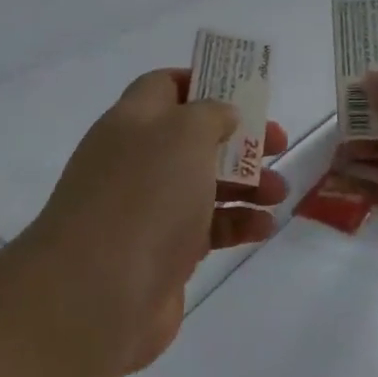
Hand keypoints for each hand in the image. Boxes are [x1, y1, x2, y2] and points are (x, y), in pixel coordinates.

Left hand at [18, 69, 288, 372]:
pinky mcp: (161, 253)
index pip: (164, 86)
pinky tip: (264, 228)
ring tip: (279, 193)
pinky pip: (205, 227)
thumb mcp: (184, 135)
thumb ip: (210, 114)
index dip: (203, 83)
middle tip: (277, 145)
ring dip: (245, 183)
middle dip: (238, 139)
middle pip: (192, 137)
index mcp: (132, 121)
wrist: (98, 294)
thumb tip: (221, 115)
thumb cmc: (145, 196)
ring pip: (203, 184)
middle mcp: (136, 160)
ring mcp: (146, 208)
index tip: (243, 94)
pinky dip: (235, 223)